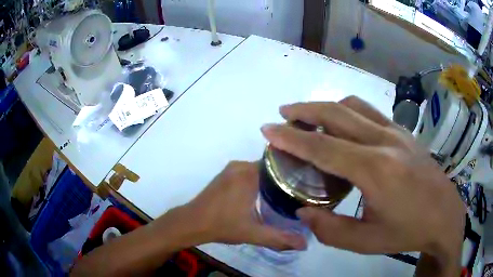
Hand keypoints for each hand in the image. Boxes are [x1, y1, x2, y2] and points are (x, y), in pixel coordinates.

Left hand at [176, 161, 306, 250]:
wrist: (192, 223)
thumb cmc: (222, 225)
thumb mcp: (253, 233)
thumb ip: (279, 238)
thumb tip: (304, 245)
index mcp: (249, 174)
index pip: (279, 165)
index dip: (294, 173)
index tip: (307, 183)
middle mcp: (240, 165)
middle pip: (270, 167)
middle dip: (285, 178)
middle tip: (300, 191)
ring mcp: (231, 169)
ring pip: (259, 169)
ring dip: (271, 180)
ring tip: (288, 193)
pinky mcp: (225, 174)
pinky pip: (249, 172)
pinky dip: (259, 180)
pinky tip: (266, 194)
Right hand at [260, 97, 464, 262]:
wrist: (444, 214)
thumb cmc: (407, 231)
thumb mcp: (366, 242)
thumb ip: (330, 229)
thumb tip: (304, 212)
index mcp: (375, 171)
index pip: (323, 148)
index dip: (291, 137)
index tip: (268, 128)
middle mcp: (384, 142)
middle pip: (336, 114)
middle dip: (304, 110)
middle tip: (283, 114)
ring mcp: (396, 132)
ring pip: (353, 106)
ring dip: (326, 107)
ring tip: (308, 116)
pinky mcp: (403, 131)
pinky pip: (369, 112)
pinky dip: (347, 112)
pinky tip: (342, 125)